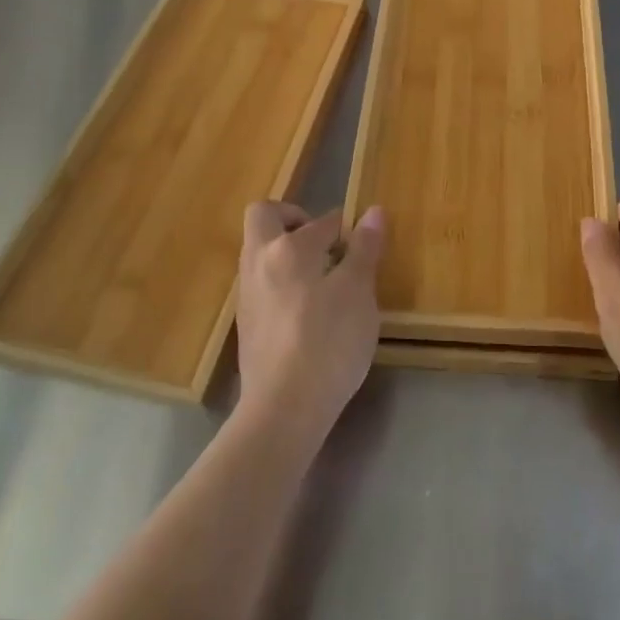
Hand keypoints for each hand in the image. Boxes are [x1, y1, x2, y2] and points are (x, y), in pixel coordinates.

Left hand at [235, 202, 384, 444]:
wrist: (284, 408)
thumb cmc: (328, 342)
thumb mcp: (358, 293)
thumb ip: (364, 249)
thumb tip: (373, 212)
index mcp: (288, 248)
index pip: (321, 221)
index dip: (345, 227)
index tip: (362, 243)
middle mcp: (259, 261)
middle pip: (265, 216)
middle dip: (293, 218)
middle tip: (325, 243)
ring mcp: (247, 293)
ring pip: (260, 251)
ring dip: (286, 251)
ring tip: (322, 279)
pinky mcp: (246, 323)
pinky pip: (261, 282)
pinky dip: (281, 280)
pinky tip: (307, 310)